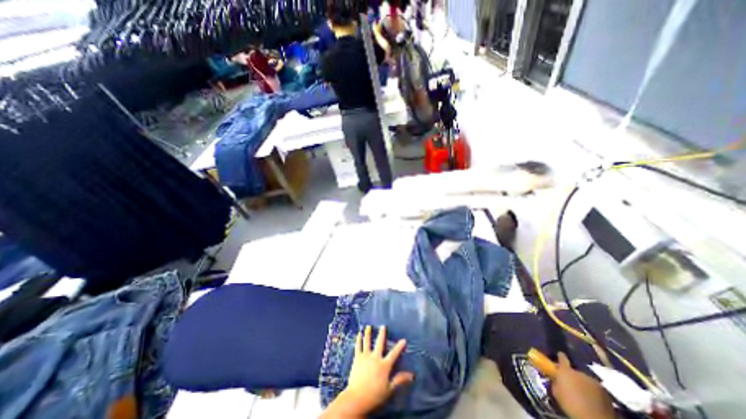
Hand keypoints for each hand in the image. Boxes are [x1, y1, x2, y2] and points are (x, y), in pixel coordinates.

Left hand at [321, 325, 414, 417]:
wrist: (357, 398)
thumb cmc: (375, 395)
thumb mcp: (389, 389)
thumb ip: (400, 380)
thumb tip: (412, 375)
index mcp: (384, 365)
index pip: (394, 354)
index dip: (399, 347)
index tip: (403, 340)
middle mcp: (375, 357)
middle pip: (380, 343)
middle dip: (382, 334)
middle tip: (383, 326)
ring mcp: (365, 356)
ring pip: (367, 341)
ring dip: (368, 333)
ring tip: (368, 326)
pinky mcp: (357, 358)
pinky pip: (358, 346)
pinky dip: (358, 340)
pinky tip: (358, 334)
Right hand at [550, 353, 614, 417]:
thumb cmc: (570, 404)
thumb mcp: (556, 392)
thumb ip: (555, 381)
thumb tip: (556, 379)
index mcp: (566, 370)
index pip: (562, 358)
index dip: (560, 356)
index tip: (559, 355)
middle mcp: (579, 372)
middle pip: (574, 371)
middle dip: (573, 376)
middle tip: (571, 385)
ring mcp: (593, 382)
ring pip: (585, 380)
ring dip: (583, 384)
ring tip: (583, 394)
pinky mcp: (605, 392)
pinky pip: (595, 389)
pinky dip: (593, 392)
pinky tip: (592, 400)